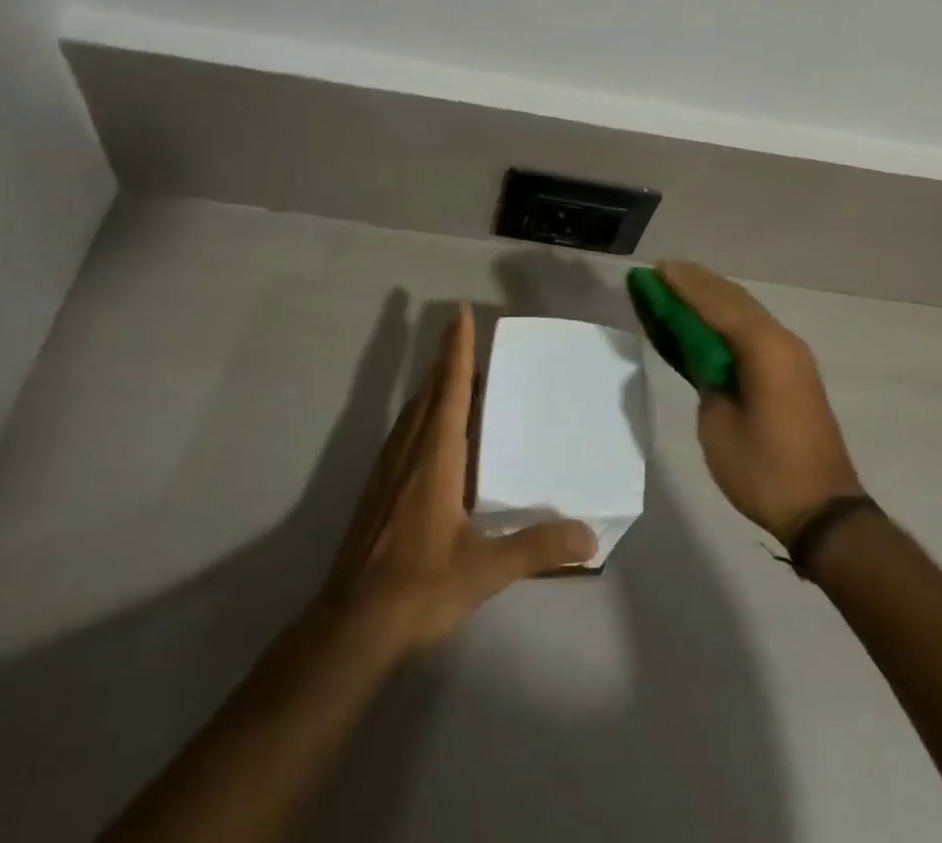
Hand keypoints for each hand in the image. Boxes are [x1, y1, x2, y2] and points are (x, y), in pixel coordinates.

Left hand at [321, 303, 596, 662]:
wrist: (352, 628)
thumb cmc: (419, 588)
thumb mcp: (485, 570)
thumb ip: (536, 548)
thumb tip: (589, 537)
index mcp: (435, 456)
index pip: (450, 388)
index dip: (456, 349)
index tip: (460, 313)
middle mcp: (409, 452)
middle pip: (429, 392)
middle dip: (446, 360)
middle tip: (466, 336)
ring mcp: (388, 471)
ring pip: (413, 413)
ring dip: (433, 387)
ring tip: (455, 377)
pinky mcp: (378, 492)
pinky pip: (404, 434)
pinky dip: (422, 415)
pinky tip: (430, 434)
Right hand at [659, 261, 863, 544]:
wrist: (823, 510)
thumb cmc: (764, 469)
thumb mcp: (718, 423)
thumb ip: (706, 376)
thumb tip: (702, 355)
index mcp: (763, 347)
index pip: (715, 303)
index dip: (682, 285)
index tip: (655, 269)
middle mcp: (780, 339)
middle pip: (732, 298)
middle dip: (696, 282)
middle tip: (661, 271)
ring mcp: (790, 354)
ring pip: (745, 310)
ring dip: (712, 296)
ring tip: (678, 284)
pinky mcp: (791, 370)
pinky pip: (753, 329)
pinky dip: (726, 317)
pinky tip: (706, 316)